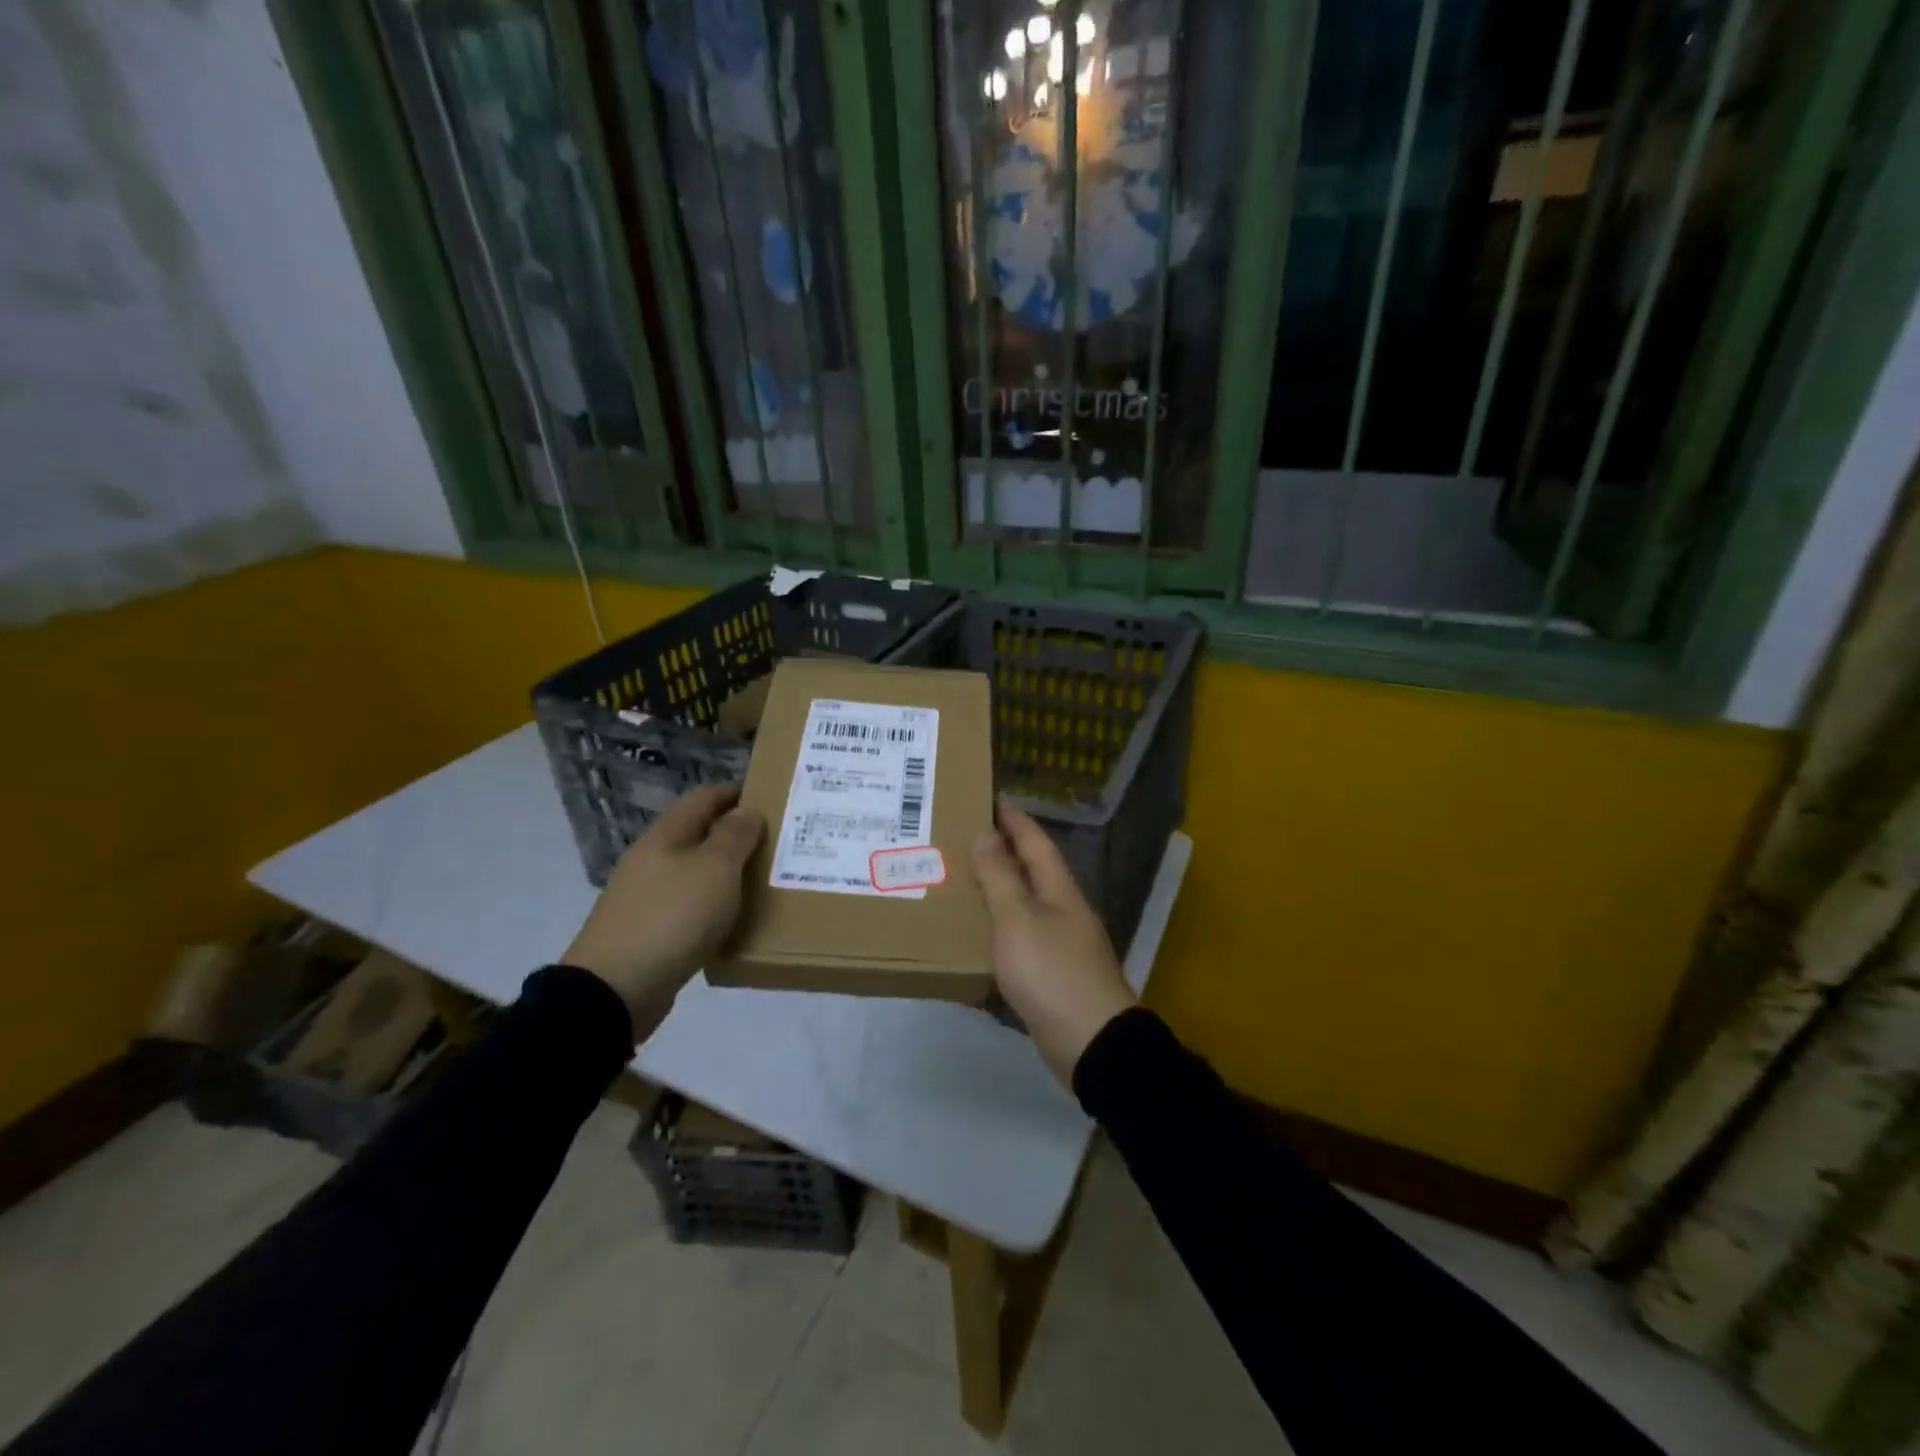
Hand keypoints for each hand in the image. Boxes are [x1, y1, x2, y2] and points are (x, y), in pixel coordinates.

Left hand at [563, 784, 764, 1039]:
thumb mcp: (714, 869)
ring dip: (726, 872)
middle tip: (777, 843)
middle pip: (698, 834)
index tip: (770, 797)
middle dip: (735, 834)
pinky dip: (714, 906)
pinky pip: (689, 907)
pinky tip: (734, 920)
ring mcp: (647, 897)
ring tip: (764, 880)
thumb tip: (747, 811)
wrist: (616, 990)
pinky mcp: (649, 932)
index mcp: (666, 836)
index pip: (703, 798)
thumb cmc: (671, 917)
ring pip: (695, 872)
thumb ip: (734, 836)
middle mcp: (653, 860)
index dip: (735, 793)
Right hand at [973, 801, 1133, 1086]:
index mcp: (1058, 889)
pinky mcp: (1051, 976)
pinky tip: (974, 938)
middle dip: (1001, 852)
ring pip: (1024, 905)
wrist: (1090, 1043)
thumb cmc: (1052, 971)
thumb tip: (986, 832)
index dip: (1013, 818)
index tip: (989, 797)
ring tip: (959, 882)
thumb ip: (1000, 877)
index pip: (1034, 841)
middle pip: (1031, 871)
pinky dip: (997, 931)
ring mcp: (1060, 944)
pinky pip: (1019, 940)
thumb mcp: (1018, 919)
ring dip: (997, 891)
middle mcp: (1063, 910)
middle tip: (962, 837)